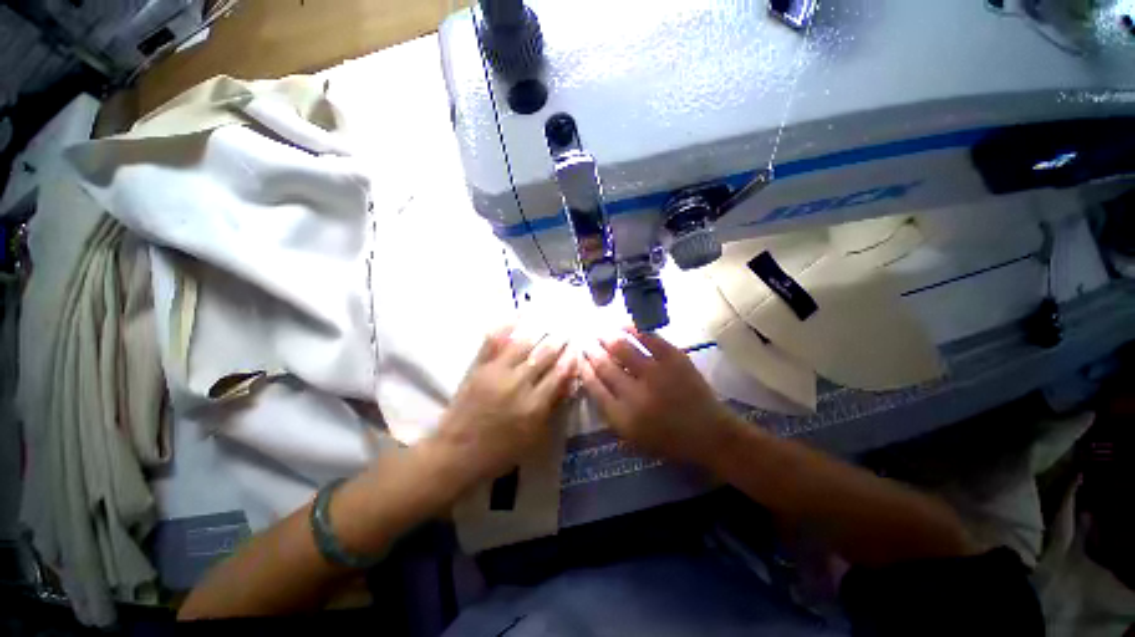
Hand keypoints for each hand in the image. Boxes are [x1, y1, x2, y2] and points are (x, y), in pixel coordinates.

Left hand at [434, 324, 576, 484]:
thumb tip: (568, 383)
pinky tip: (517, 315)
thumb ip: (552, 408)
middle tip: (567, 330)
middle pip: (544, 355)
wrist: (457, 453)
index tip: (577, 347)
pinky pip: (493, 342)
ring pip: (523, 344)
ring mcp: (497, 372)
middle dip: (559, 340)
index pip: (559, 374)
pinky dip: (505, 326)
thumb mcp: (534, 438)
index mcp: (534, 405)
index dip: (570, 358)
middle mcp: (519, 384)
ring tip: (549, 320)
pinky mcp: (479, 367)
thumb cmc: (500, 451)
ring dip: (539, 330)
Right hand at [580, 329, 736, 464]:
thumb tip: (594, 382)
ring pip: (622, 348)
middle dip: (591, 351)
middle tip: (585, 342)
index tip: (579, 359)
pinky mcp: (675, 359)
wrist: (710, 434)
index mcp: (623, 417)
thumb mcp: (632, 437)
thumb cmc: (668, 440)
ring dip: (607, 338)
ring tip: (600, 332)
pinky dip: (633, 329)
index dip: (584, 369)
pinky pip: (649, 338)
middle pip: (605, 366)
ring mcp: (657, 373)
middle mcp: (636, 394)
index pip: (594, 387)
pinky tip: (623, 325)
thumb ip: (610, 412)